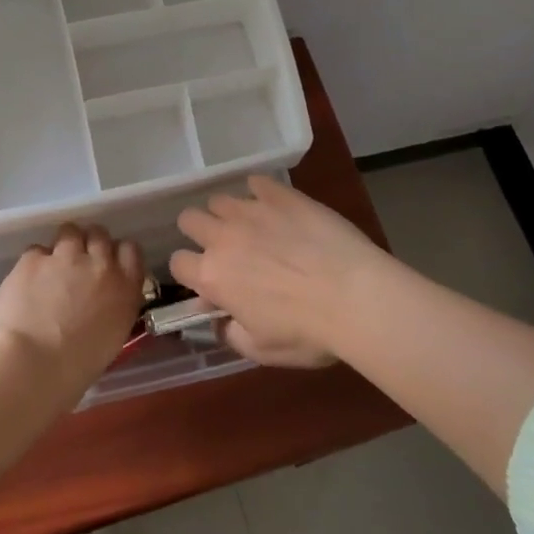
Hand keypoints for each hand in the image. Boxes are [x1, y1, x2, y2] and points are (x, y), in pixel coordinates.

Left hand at [0, 224, 144, 400]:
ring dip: (63, 245)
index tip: (107, 264)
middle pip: (100, 235)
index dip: (116, 254)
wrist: (28, 366)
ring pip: (70, 231)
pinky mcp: (33, 258)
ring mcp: (66, 257)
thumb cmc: (72, 373)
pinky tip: (24, 284)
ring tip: (50, 268)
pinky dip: (33, 263)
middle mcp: (100, 266)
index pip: (131, 251)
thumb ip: (108, 312)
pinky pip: (37, 250)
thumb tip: (96, 307)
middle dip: (89, 244)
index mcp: (125, 291)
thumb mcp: (108, 341)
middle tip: (76, 264)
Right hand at [170, 175, 398, 367]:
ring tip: (252, 227)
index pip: (177, 263)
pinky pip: (257, 183)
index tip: (209, 281)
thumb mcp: (263, 351)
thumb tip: (221, 322)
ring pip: (220, 199)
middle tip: (226, 248)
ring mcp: (251, 210)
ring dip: (228, 213)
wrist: (356, 296)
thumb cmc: (308, 333)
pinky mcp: (281, 195)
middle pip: (189, 219)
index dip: (190, 272)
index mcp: (213, 277)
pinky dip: (260, 193)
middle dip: (200, 232)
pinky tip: (276, 206)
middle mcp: (223, 237)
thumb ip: (231, 334)